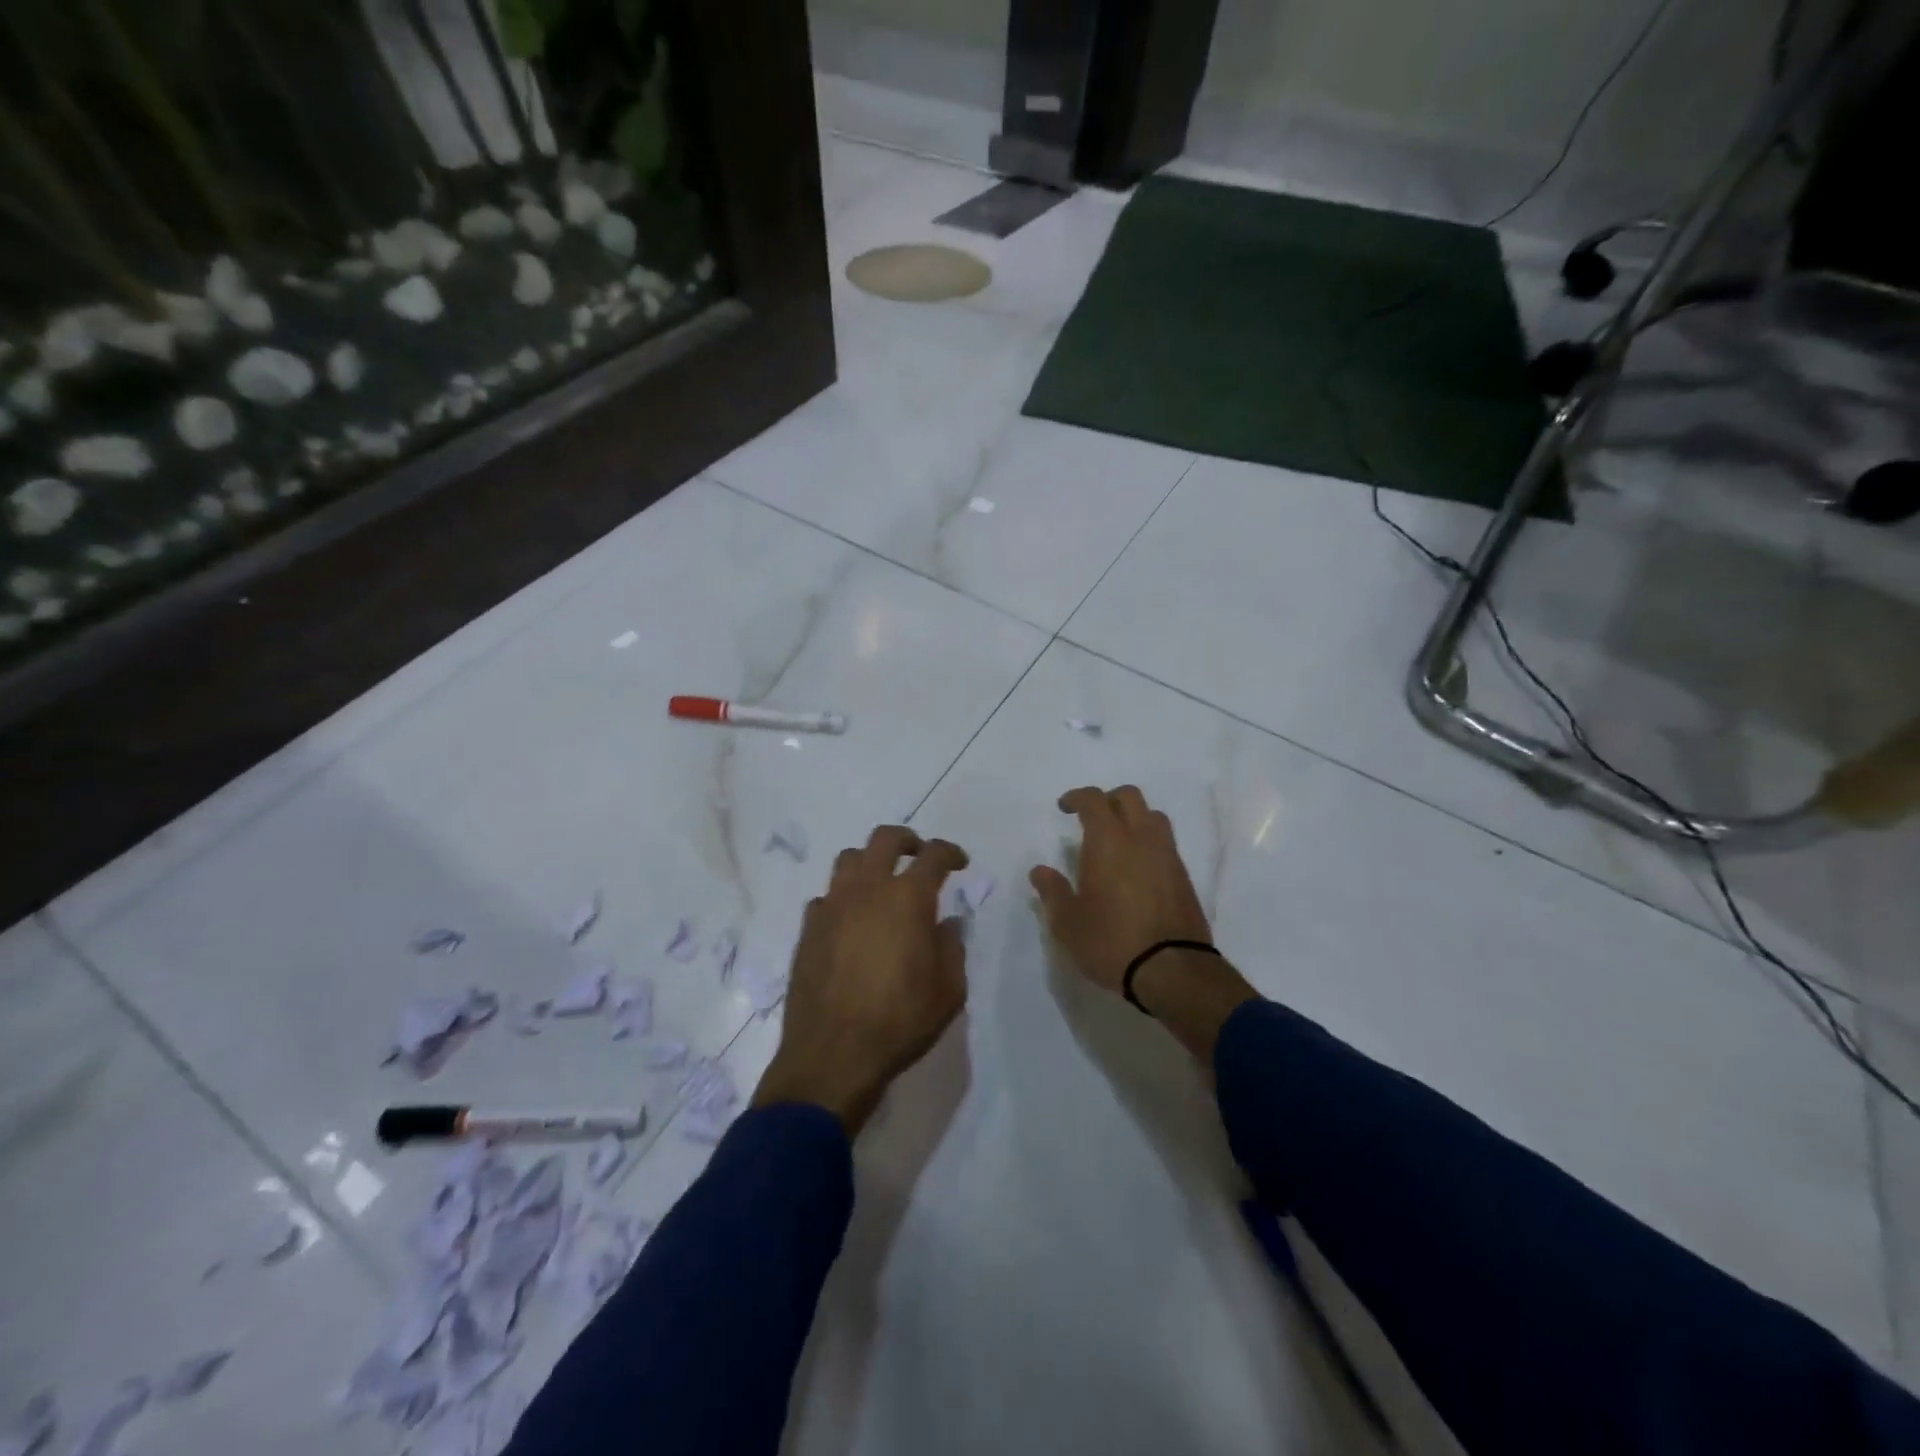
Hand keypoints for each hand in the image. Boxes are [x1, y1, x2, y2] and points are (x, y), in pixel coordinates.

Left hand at [753, 826, 969, 1134]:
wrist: (833, 1055)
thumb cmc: (900, 1021)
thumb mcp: (948, 991)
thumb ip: (952, 947)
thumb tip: (947, 923)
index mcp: (907, 899)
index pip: (933, 856)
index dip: (949, 852)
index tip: (959, 862)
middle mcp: (867, 890)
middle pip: (884, 839)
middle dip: (907, 840)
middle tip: (918, 855)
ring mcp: (832, 906)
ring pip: (849, 859)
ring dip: (870, 862)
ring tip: (881, 883)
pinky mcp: (808, 928)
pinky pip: (826, 897)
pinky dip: (843, 898)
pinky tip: (850, 921)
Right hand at [1030, 786, 1211, 993]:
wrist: (1172, 970)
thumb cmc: (1111, 941)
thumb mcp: (1068, 923)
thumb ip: (1052, 891)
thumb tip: (1040, 871)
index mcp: (1108, 841)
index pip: (1094, 800)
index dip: (1077, 797)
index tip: (1064, 807)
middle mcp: (1141, 838)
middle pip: (1129, 796)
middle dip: (1108, 800)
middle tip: (1091, 818)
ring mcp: (1167, 856)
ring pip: (1153, 816)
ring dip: (1133, 817)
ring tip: (1117, 841)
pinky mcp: (1184, 877)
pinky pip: (1165, 843)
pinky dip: (1148, 842)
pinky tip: (1136, 868)